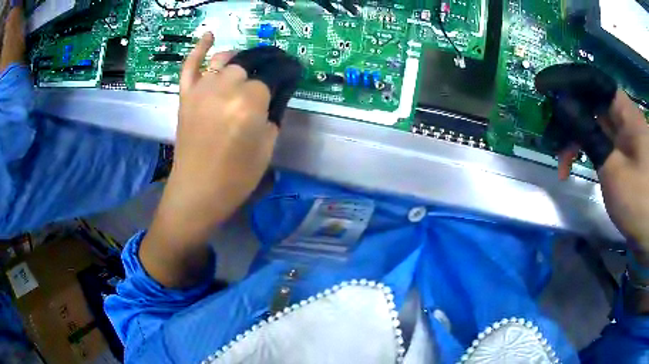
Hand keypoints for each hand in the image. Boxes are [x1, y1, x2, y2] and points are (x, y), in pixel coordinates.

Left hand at [156, 32, 278, 242]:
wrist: (198, 191)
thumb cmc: (237, 176)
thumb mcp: (268, 146)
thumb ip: (274, 114)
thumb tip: (275, 95)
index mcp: (250, 103)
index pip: (273, 75)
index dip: (286, 72)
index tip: (293, 73)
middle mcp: (225, 88)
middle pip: (248, 65)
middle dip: (264, 66)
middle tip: (273, 73)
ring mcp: (202, 89)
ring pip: (224, 60)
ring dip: (239, 59)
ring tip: (248, 65)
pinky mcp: (186, 96)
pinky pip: (190, 66)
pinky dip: (199, 49)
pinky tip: (209, 36)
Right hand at [536, 64, 648, 257]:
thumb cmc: (639, 201)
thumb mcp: (614, 169)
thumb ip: (589, 134)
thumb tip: (562, 102)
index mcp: (624, 112)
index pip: (593, 81)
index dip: (567, 80)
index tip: (543, 88)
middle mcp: (622, 118)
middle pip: (590, 102)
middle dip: (568, 117)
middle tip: (550, 138)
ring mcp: (621, 138)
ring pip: (592, 123)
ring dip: (574, 138)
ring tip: (562, 164)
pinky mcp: (620, 155)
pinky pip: (598, 141)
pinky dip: (584, 150)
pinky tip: (574, 165)